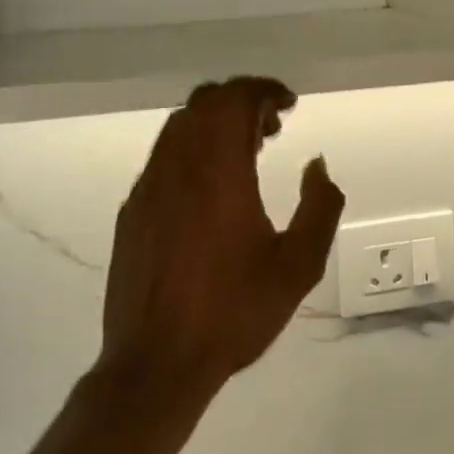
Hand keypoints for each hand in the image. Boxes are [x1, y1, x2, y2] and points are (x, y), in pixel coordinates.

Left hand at [97, 78, 344, 402]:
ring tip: (246, 151)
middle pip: (205, 102)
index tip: (289, 104)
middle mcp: (179, 165)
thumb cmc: (234, 311)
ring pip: (180, 125)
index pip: (236, 100)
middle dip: (241, 100)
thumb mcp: (298, 266)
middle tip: (272, 126)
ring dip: (215, 122)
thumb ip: (319, 206)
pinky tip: (210, 184)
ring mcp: (149, 185)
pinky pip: (164, 154)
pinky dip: (192, 146)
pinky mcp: (133, 208)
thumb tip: (317, 165)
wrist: (156, 362)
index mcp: (219, 170)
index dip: (265, 90)